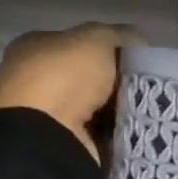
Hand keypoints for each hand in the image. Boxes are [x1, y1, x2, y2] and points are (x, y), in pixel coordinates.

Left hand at [0, 24, 139, 163]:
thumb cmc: (64, 77)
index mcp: (33, 47)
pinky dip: (114, 132)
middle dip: (116, 80)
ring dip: (117, 109)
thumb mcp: (97, 39)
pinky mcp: (57, 143)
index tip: (136, 58)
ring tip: (143, 109)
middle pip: (88, 76)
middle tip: (144, 85)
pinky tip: (132, 129)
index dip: (109, 47)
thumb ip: (119, 34)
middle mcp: (33, 78)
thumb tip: (137, 40)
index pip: (77, 42)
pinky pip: (97, 133)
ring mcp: (43, 114)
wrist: (45, 136)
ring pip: (95, 106)